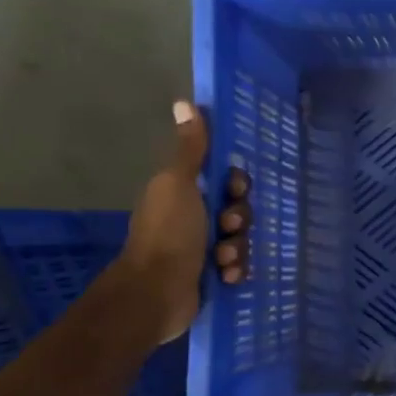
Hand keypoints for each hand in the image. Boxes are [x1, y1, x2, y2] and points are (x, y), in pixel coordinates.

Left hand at [119, 101, 254, 342]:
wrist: (156, 293)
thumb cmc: (168, 233)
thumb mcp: (178, 184)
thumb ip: (189, 149)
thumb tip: (186, 102)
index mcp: (184, 192)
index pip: (225, 180)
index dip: (237, 184)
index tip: (235, 191)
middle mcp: (193, 218)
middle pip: (238, 209)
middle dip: (239, 219)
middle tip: (228, 227)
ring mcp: (201, 249)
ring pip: (240, 239)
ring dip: (237, 248)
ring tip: (222, 260)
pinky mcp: (210, 276)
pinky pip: (238, 266)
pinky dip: (235, 270)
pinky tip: (226, 277)